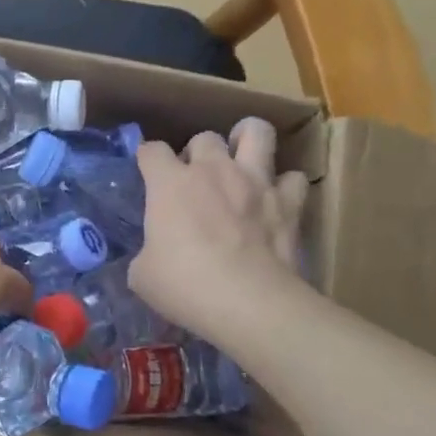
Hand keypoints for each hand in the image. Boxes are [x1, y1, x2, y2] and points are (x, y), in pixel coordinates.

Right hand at [127, 118, 309, 349]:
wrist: (248, 303)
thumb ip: (145, 253)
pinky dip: (285, 186)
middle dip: (198, 153)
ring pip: (257, 132)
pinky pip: (293, 179)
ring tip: (243, 158)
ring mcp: (255, 182)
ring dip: (248, 140)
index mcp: (170, 184)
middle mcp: (213, 171)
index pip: (152, 151)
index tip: (148, 173)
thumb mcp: (142, 275)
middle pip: (204, 137)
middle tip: (197, 179)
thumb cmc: (185, 286)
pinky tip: (277, 200)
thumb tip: (152, 255)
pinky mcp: (289, 202)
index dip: (147, 159)